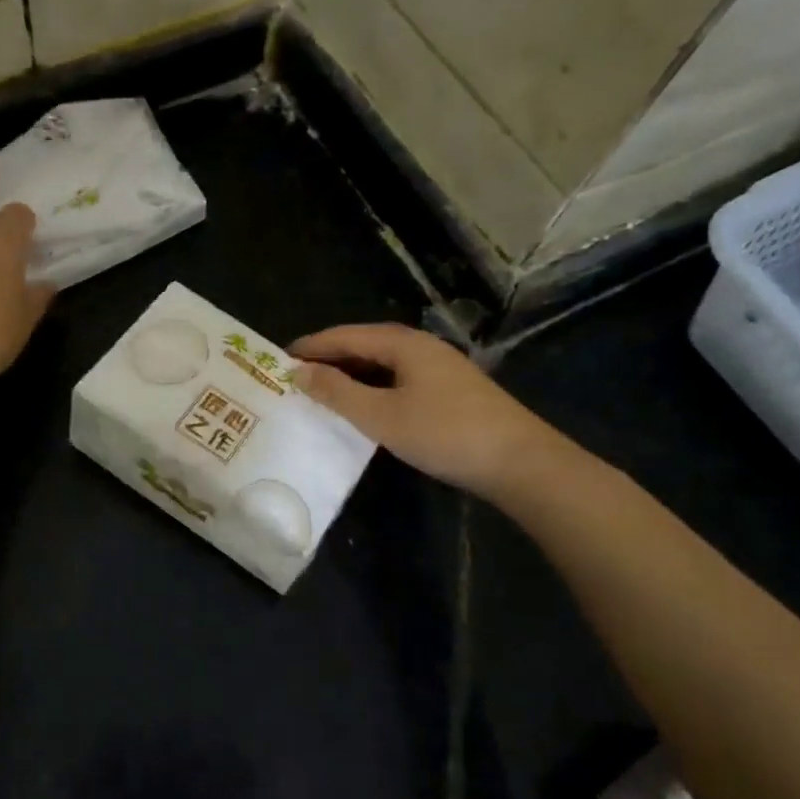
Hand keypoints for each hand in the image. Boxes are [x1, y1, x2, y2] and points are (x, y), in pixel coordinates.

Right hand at [288, 323, 564, 498]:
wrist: (521, 462)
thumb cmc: (445, 434)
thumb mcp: (381, 416)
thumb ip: (337, 392)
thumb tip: (298, 371)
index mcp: (403, 343)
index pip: (345, 335)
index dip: (311, 346)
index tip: (278, 359)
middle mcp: (421, 346)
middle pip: (365, 344)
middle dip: (329, 358)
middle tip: (296, 377)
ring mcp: (440, 368)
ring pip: (383, 363)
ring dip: (351, 374)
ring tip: (322, 391)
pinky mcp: (451, 390)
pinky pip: (399, 378)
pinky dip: (373, 387)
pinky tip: (365, 406)